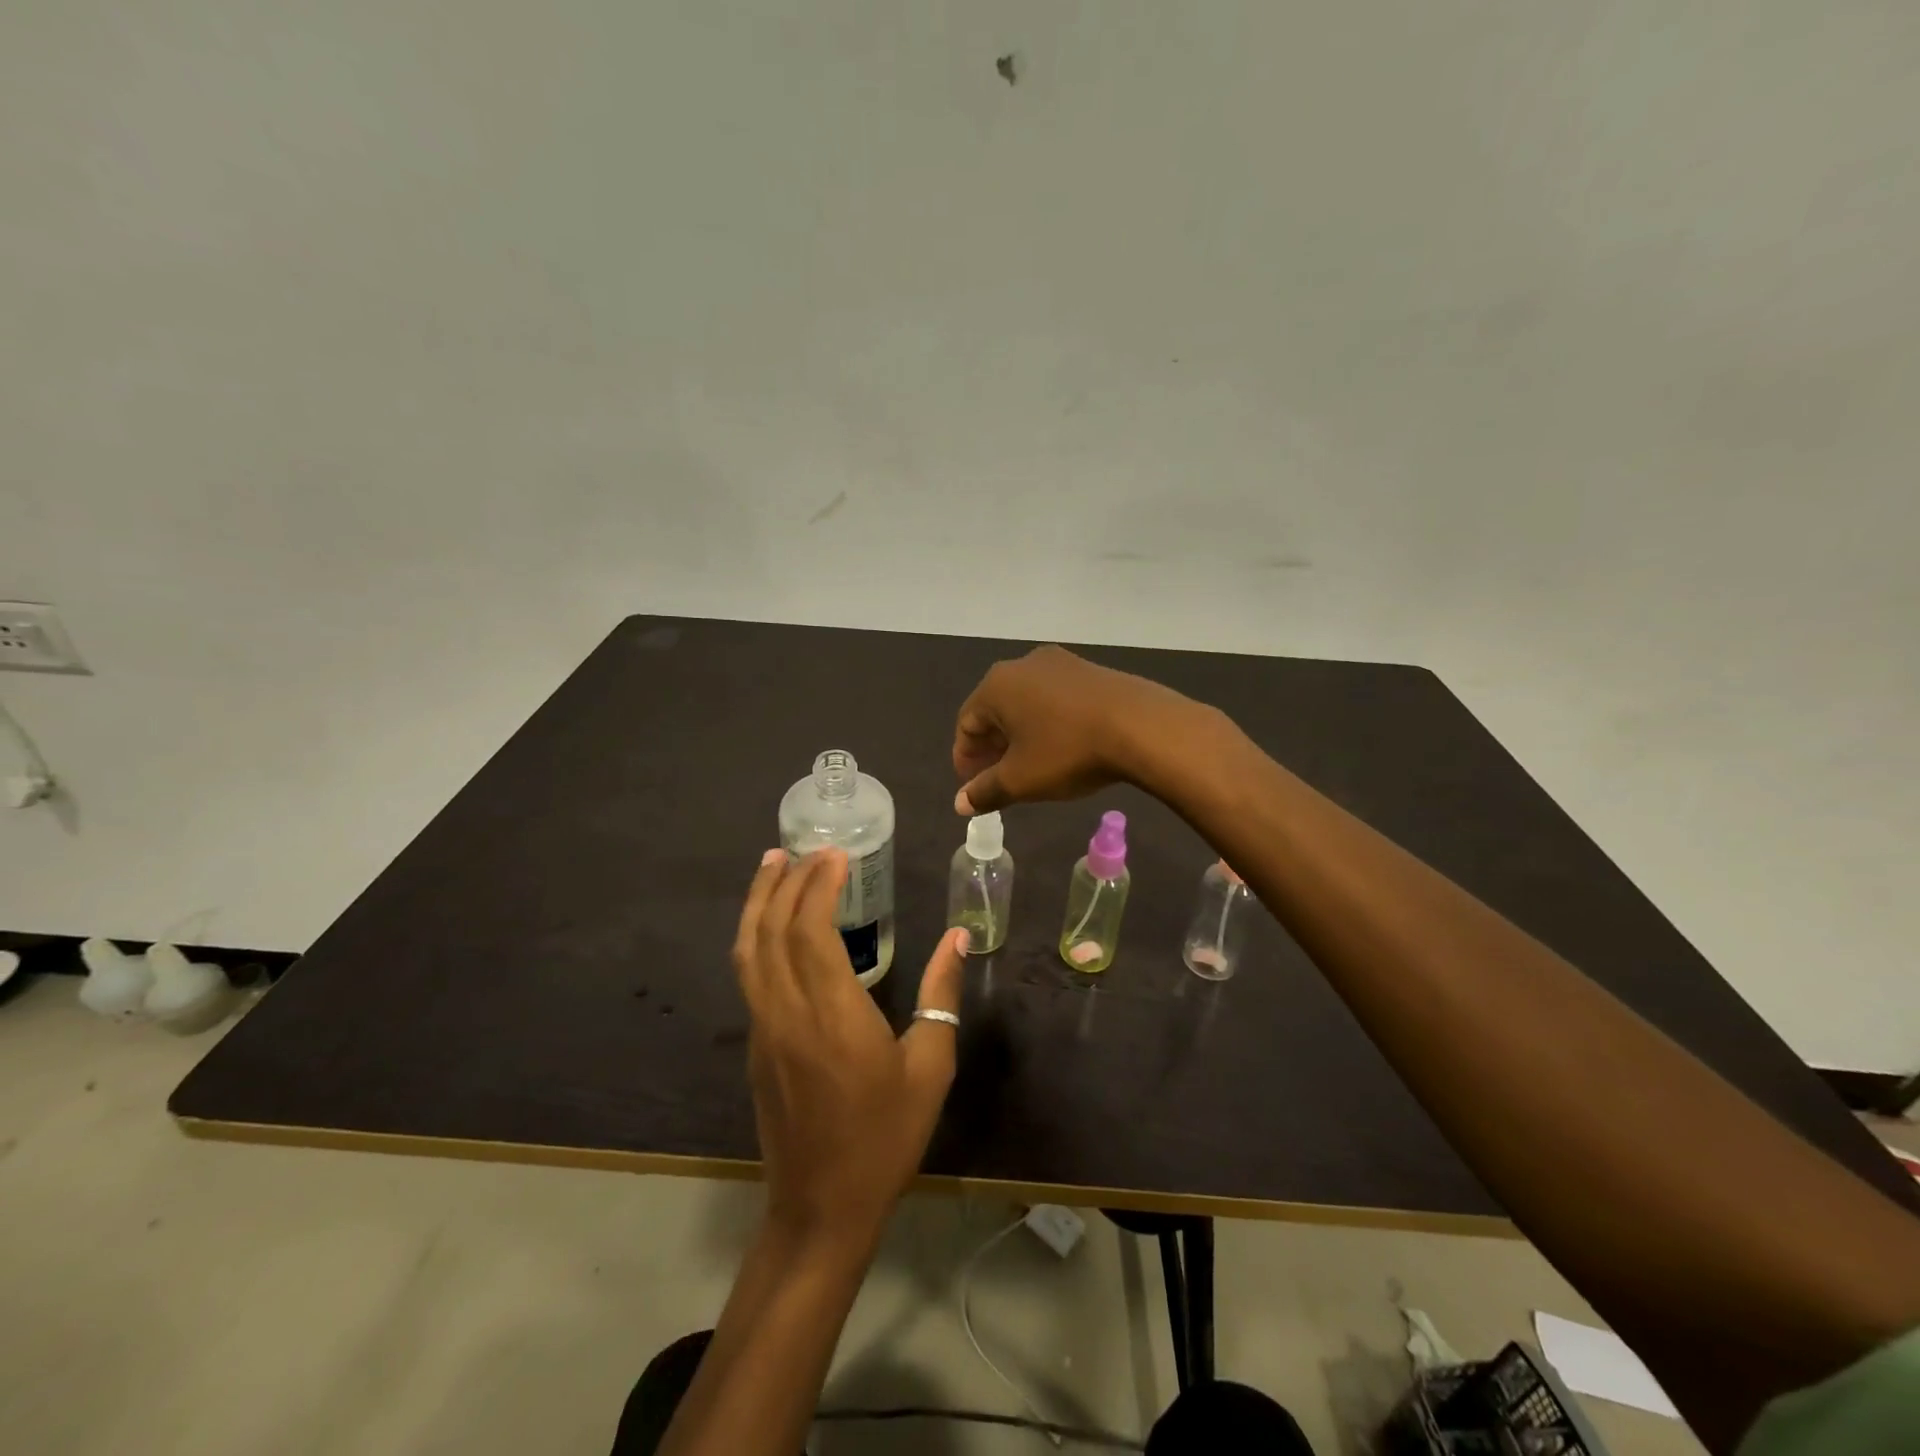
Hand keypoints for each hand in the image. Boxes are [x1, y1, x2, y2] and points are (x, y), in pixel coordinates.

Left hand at [733, 849, 967, 1246]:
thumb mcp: (930, 1067)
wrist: (821, 1208)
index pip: (809, 930)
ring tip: (771, 864)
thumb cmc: (885, 1138)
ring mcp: (763, 1029)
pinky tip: (771, 924)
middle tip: (806, 849)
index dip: (818, 885)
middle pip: (771, 930)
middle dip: (785, 881)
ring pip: (748, 950)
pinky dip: (756, 934)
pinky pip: (748, 974)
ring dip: (758, 901)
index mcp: (831, 1014)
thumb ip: (942, 997)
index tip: (837, 855)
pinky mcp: (755, 1046)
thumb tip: (958, 937)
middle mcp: (786, 1012)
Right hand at [952, 644, 1212, 813]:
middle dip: (992, 747)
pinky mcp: (1091, 670)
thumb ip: (986, 791)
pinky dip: (1048, 722)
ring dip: (1021, 735)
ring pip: (1026, 703)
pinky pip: (1055, 698)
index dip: (965, 758)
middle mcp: (1023, 665)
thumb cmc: (1068, 751)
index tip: (973, 786)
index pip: (966, 723)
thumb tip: (960, 803)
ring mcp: (1060, 663)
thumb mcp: (1021, 780)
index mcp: (996, 685)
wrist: (1141, 726)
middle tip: (998, 779)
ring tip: (1031, 765)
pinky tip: (1063, 746)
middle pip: (995, 710)